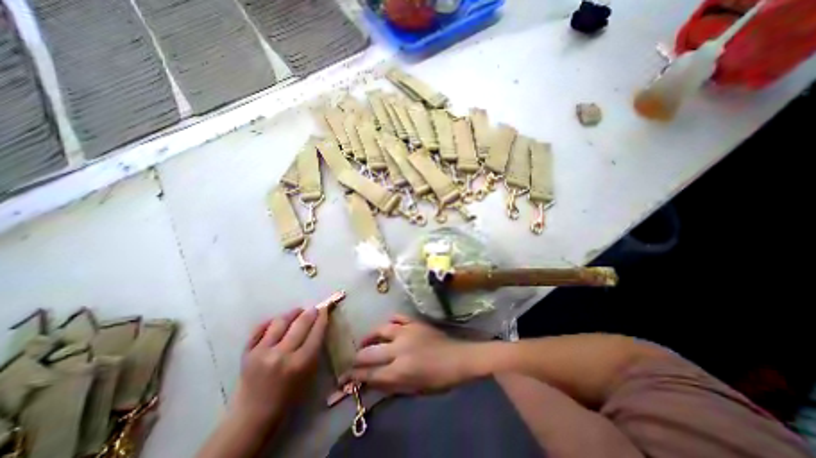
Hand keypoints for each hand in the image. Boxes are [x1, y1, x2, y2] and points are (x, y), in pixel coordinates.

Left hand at [230, 306, 327, 426]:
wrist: (252, 416)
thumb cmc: (288, 397)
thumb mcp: (309, 374)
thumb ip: (314, 349)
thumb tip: (318, 326)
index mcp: (300, 363)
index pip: (316, 332)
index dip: (322, 317)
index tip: (325, 308)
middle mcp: (282, 354)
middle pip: (301, 323)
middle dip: (310, 312)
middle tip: (314, 308)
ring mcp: (262, 352)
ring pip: (280, 321)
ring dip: (292, 313)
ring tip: (297, 312)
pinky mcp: (247, 353)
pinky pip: (260, 328)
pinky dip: (270, 322)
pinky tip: (277, 321)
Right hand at [342, 315, 471, 393]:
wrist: (457, 358)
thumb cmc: (437, 379)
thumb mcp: (414, 390)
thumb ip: (391, 385)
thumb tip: (371, 380)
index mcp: (400, 370)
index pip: (370, 374)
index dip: (355, 376)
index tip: (345, 377)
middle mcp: (399, 349)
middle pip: (370, 352)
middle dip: (357, 358)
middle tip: (354, 360)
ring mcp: (407, 331)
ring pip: (380, 330)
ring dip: (369, 337)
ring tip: (365, 341)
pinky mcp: (414, 322)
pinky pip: (396, 317)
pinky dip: (388, 322)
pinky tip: (385, 327)